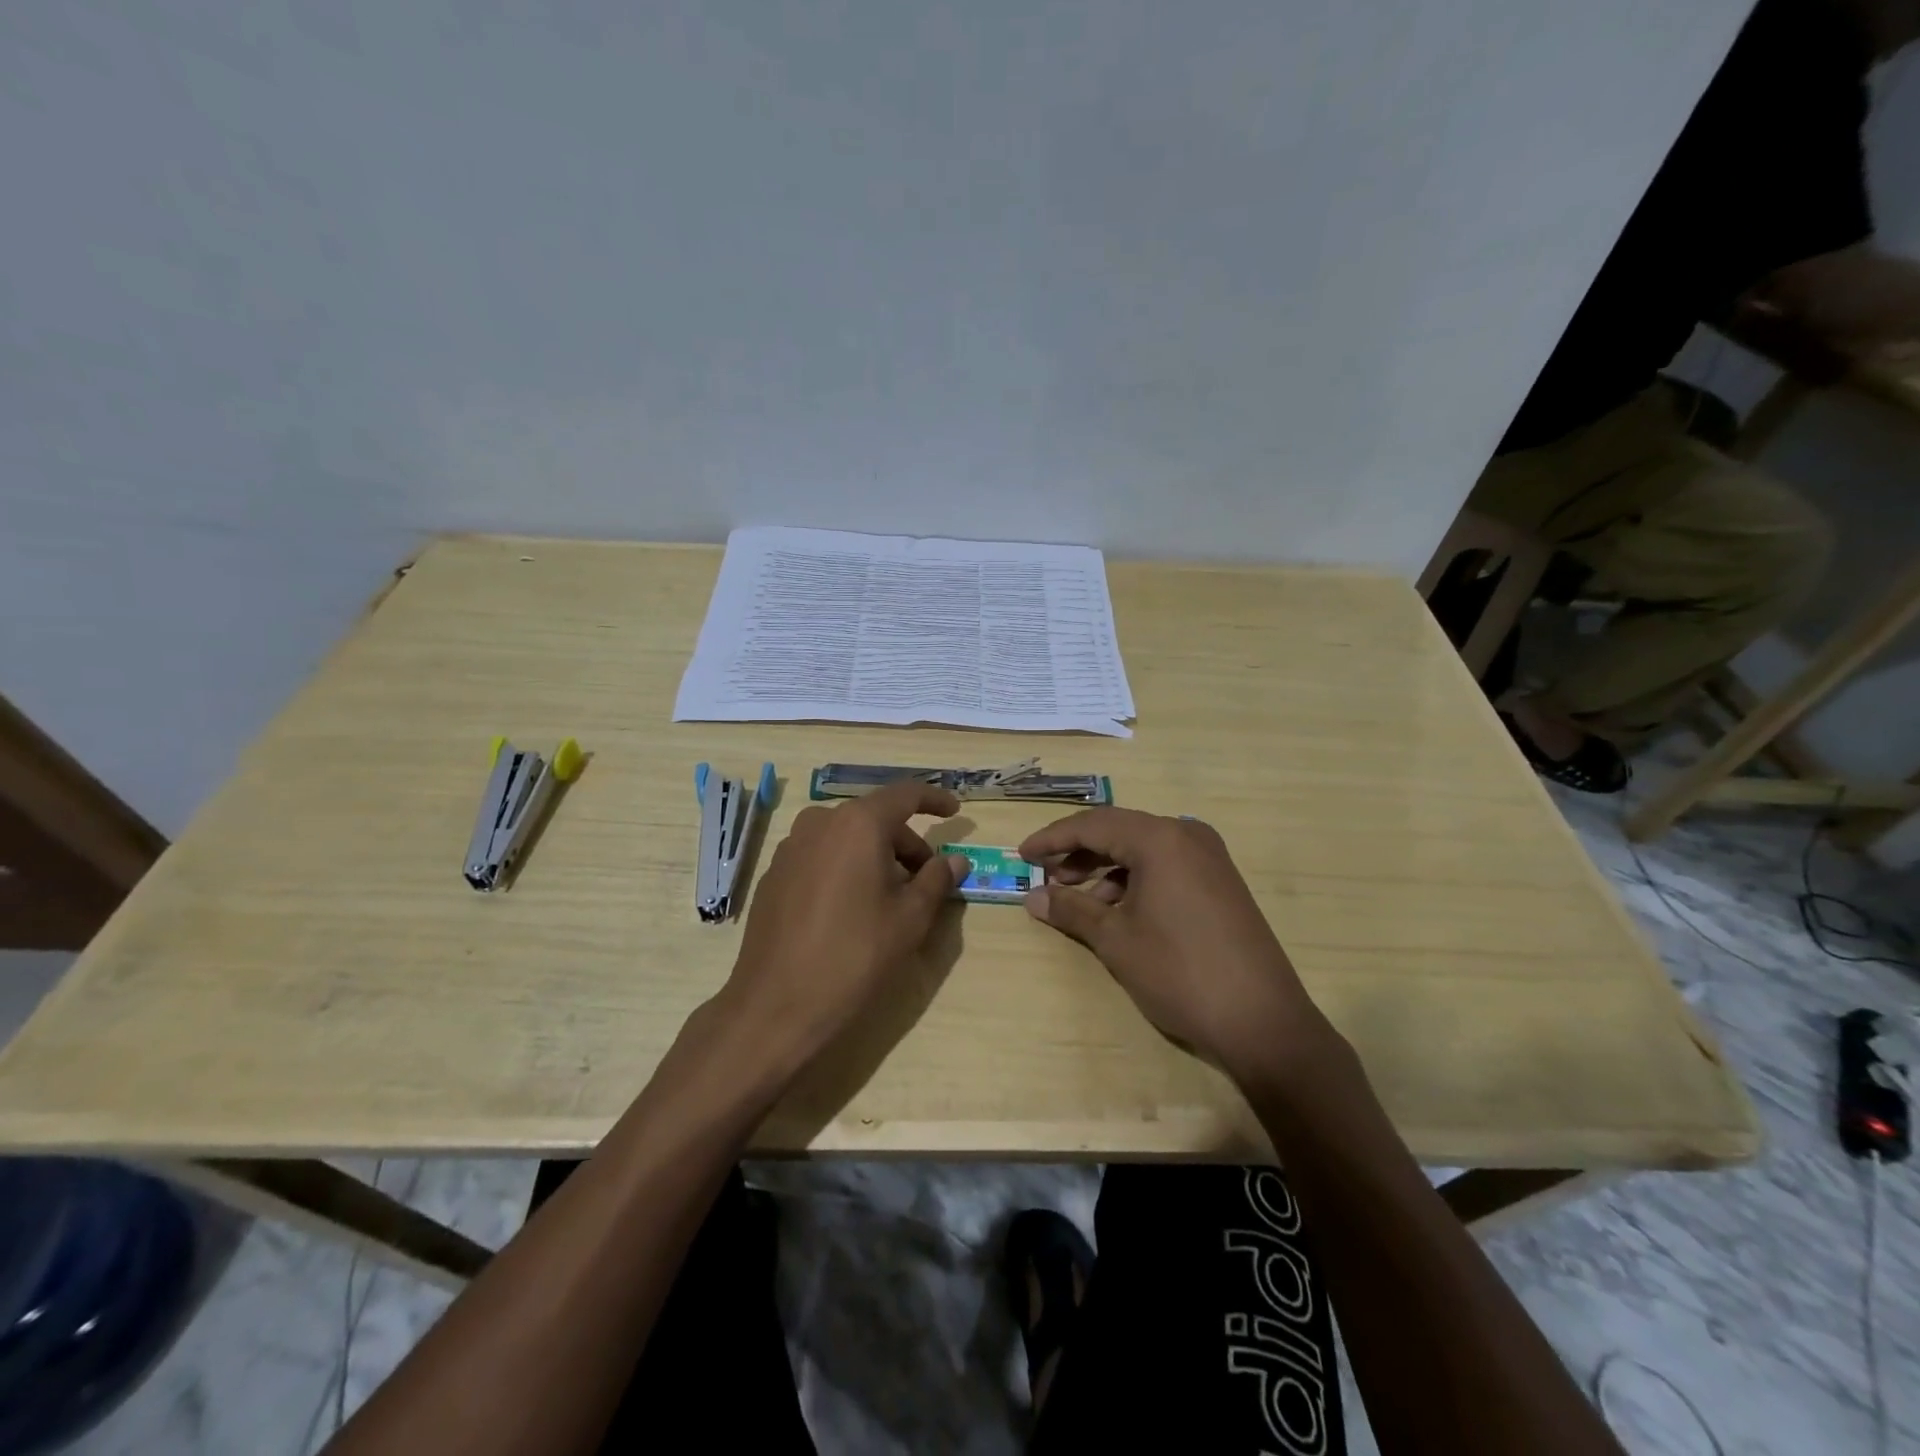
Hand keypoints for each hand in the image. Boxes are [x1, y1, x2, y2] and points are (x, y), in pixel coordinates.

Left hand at [715, 780, 969, 1071]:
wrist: (776, 1005)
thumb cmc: (854, 956)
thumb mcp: (909, 919)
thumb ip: (937, 880)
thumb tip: (956, 860)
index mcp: (858, 824)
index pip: (905, 794)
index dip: (934, 799)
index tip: (955, 811)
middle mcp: (820, 823)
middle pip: (875, 818)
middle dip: (906, 843)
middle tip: (927, 880)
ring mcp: (791, 847)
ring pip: (847, 838)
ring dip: (875, 856)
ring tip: (890, 898)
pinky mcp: (775, 874)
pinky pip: (822, 855)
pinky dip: (846, 867)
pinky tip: (851, 908)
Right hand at [1019, 809, 1325, 1079]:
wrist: (1263, 1021)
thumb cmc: (1180, 972)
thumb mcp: (1116, 939)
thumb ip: (1071, 910)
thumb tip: (1033, 898)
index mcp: (1160, 838)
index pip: (1093, 824)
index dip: (1052, 838)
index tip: (1022, 855)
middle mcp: (1186, 835)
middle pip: (1118, 831)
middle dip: (1077, 852)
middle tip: (1046, 877)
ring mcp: (1209, 858)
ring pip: (1142, 849)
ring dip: (1105, 868)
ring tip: (1076, 898)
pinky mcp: (1220, 881)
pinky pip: (1164, 866)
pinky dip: (1133, 880)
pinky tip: (1115, 909)